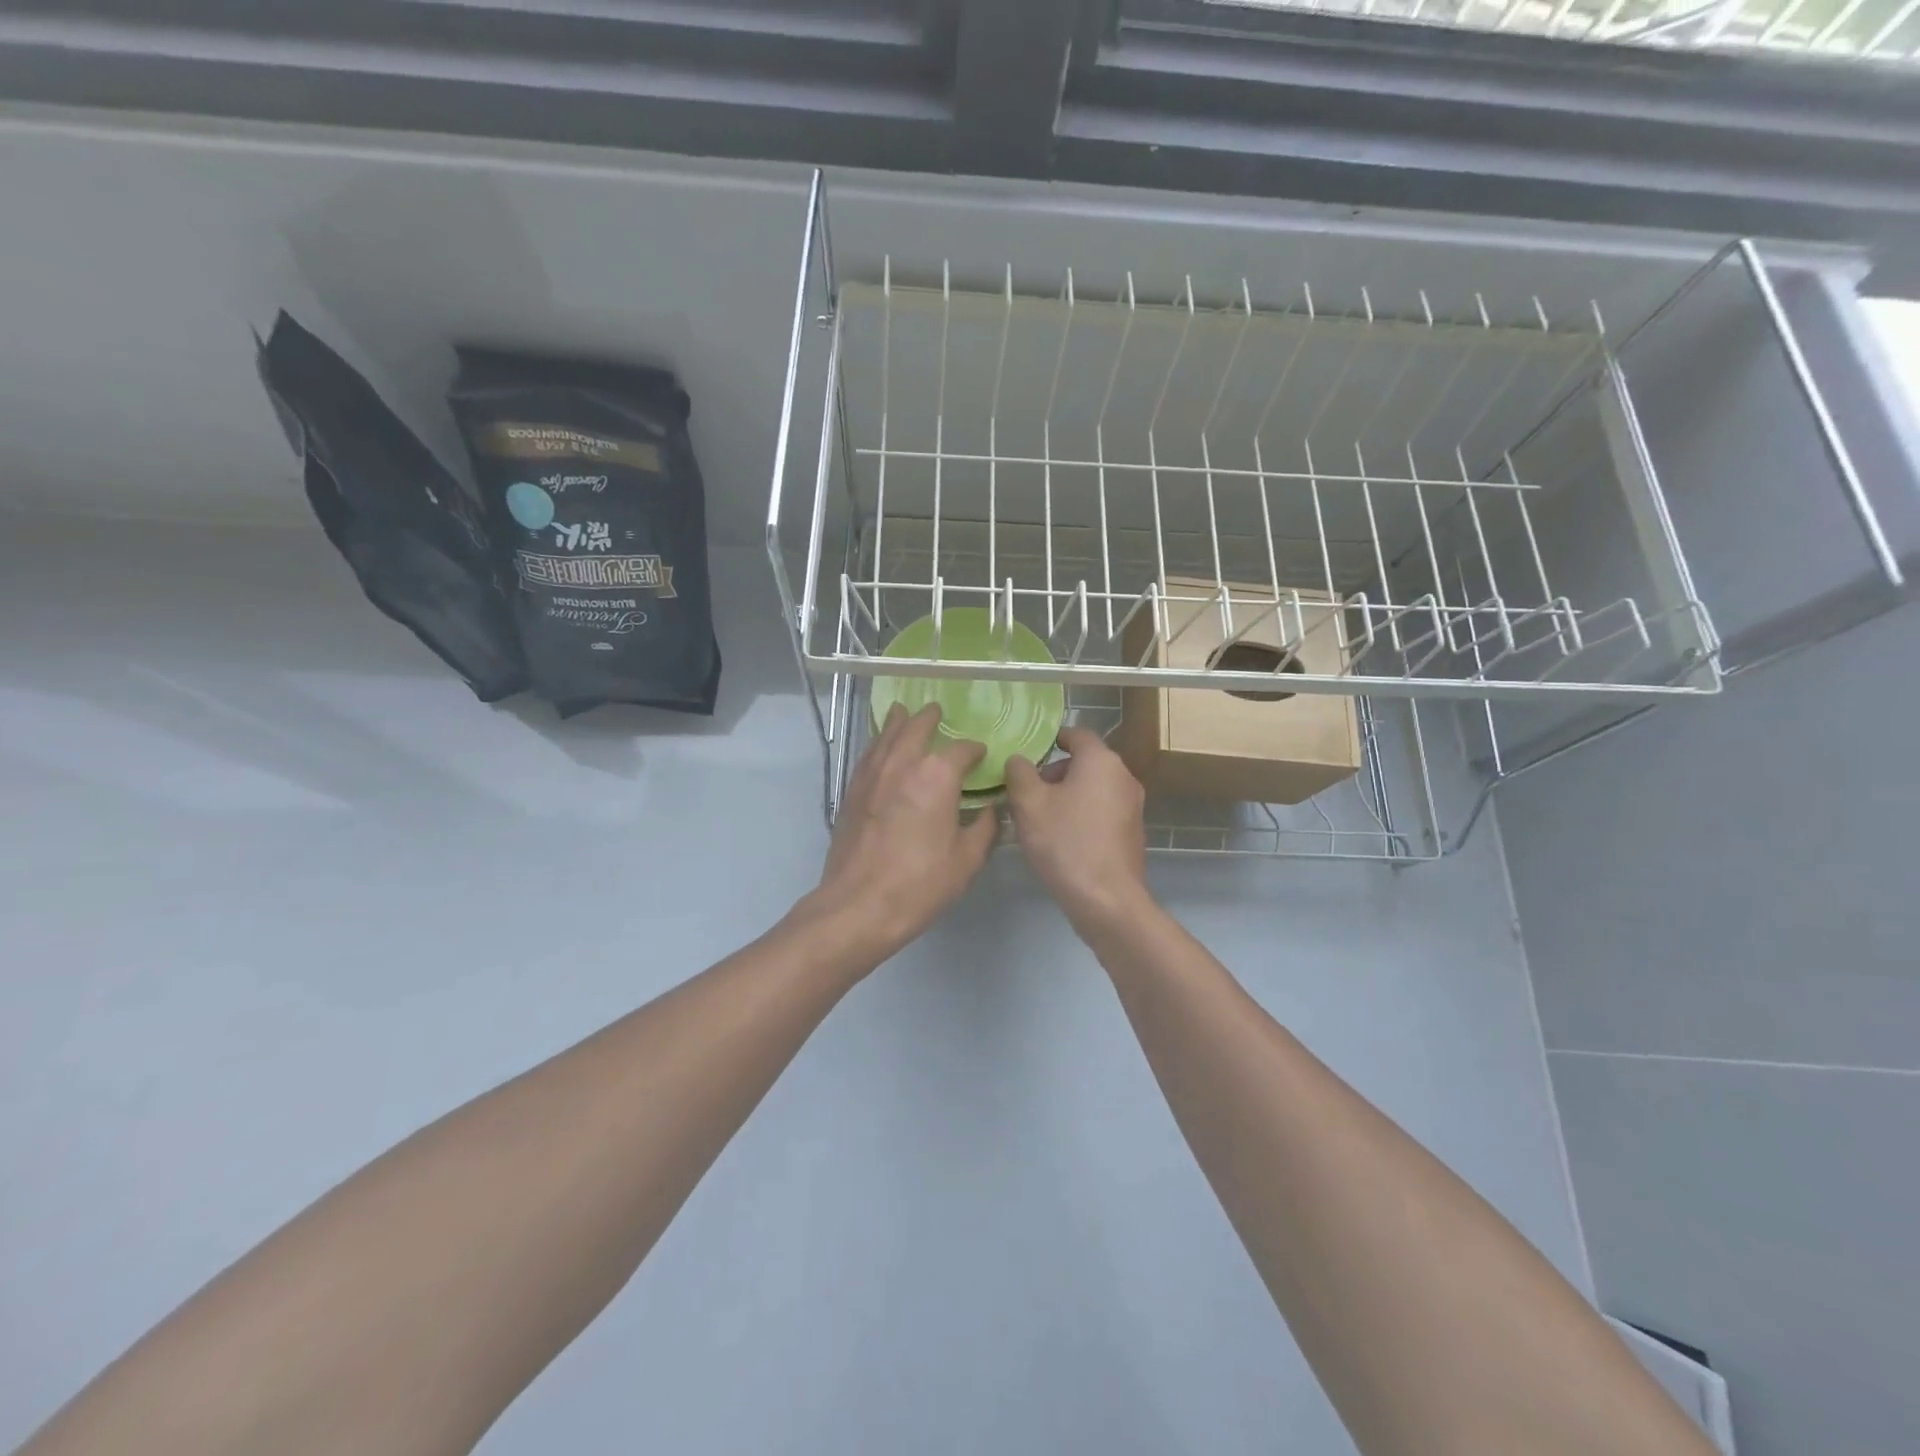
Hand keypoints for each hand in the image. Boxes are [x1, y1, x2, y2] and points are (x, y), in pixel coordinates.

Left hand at [801, 702, 998, 965]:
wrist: (859, 905)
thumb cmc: (920, 883)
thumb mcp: (967, 859)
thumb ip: (984, 827)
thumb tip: (991, 809)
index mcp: (936, 775)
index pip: (961, 750)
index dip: (974, 750)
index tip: (981, 754)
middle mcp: (902, 763)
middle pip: (915, 728)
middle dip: (928, 718)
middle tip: (935, 710)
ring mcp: (871, 775)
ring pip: (885, 736)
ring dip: (898, 722)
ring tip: (902, 712)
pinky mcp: (851, 791)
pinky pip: (868, 755)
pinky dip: (878, 744)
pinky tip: (880, 749)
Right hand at [1005, 726, 1150, 934]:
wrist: (1107, 900)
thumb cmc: (1065, 842)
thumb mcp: (1028, 803)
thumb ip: (1019, 773)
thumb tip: (1019, 760)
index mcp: (1101, 761)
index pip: (1077, 734)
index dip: (1052, 738)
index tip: (1029, 752)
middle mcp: (1123, 776)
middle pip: (1085, 762)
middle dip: (1055, 772)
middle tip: (1027, 792)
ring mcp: (1132, 806)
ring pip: (1093, 788)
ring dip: (1067, 795)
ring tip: (1039, 818)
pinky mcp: (1132, 833)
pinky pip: (1102, 811)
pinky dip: (1082, 814)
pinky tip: (1061, 839)